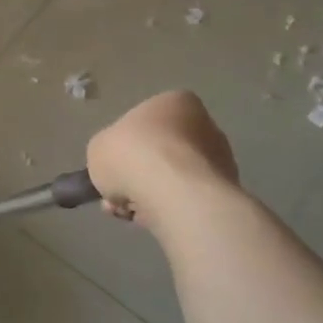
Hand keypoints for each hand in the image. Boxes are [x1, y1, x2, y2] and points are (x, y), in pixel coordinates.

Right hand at [86, 91, 238, 228]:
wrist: (174, 191)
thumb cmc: (132, 155)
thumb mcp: (98, 147)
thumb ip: (108, 152)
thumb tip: (118, 167)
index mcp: (174, 102)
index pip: (144, 124)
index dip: (123, 149)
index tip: (112, 170)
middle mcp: (204, 124)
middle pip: (159, 154)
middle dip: (136, 177)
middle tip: (116, 197)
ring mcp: (218, 159)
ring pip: (172, 180)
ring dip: (148, 196)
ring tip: (129, 213)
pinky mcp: (224, 192)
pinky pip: (187, 200)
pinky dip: (168, 210)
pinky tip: (151, 220)